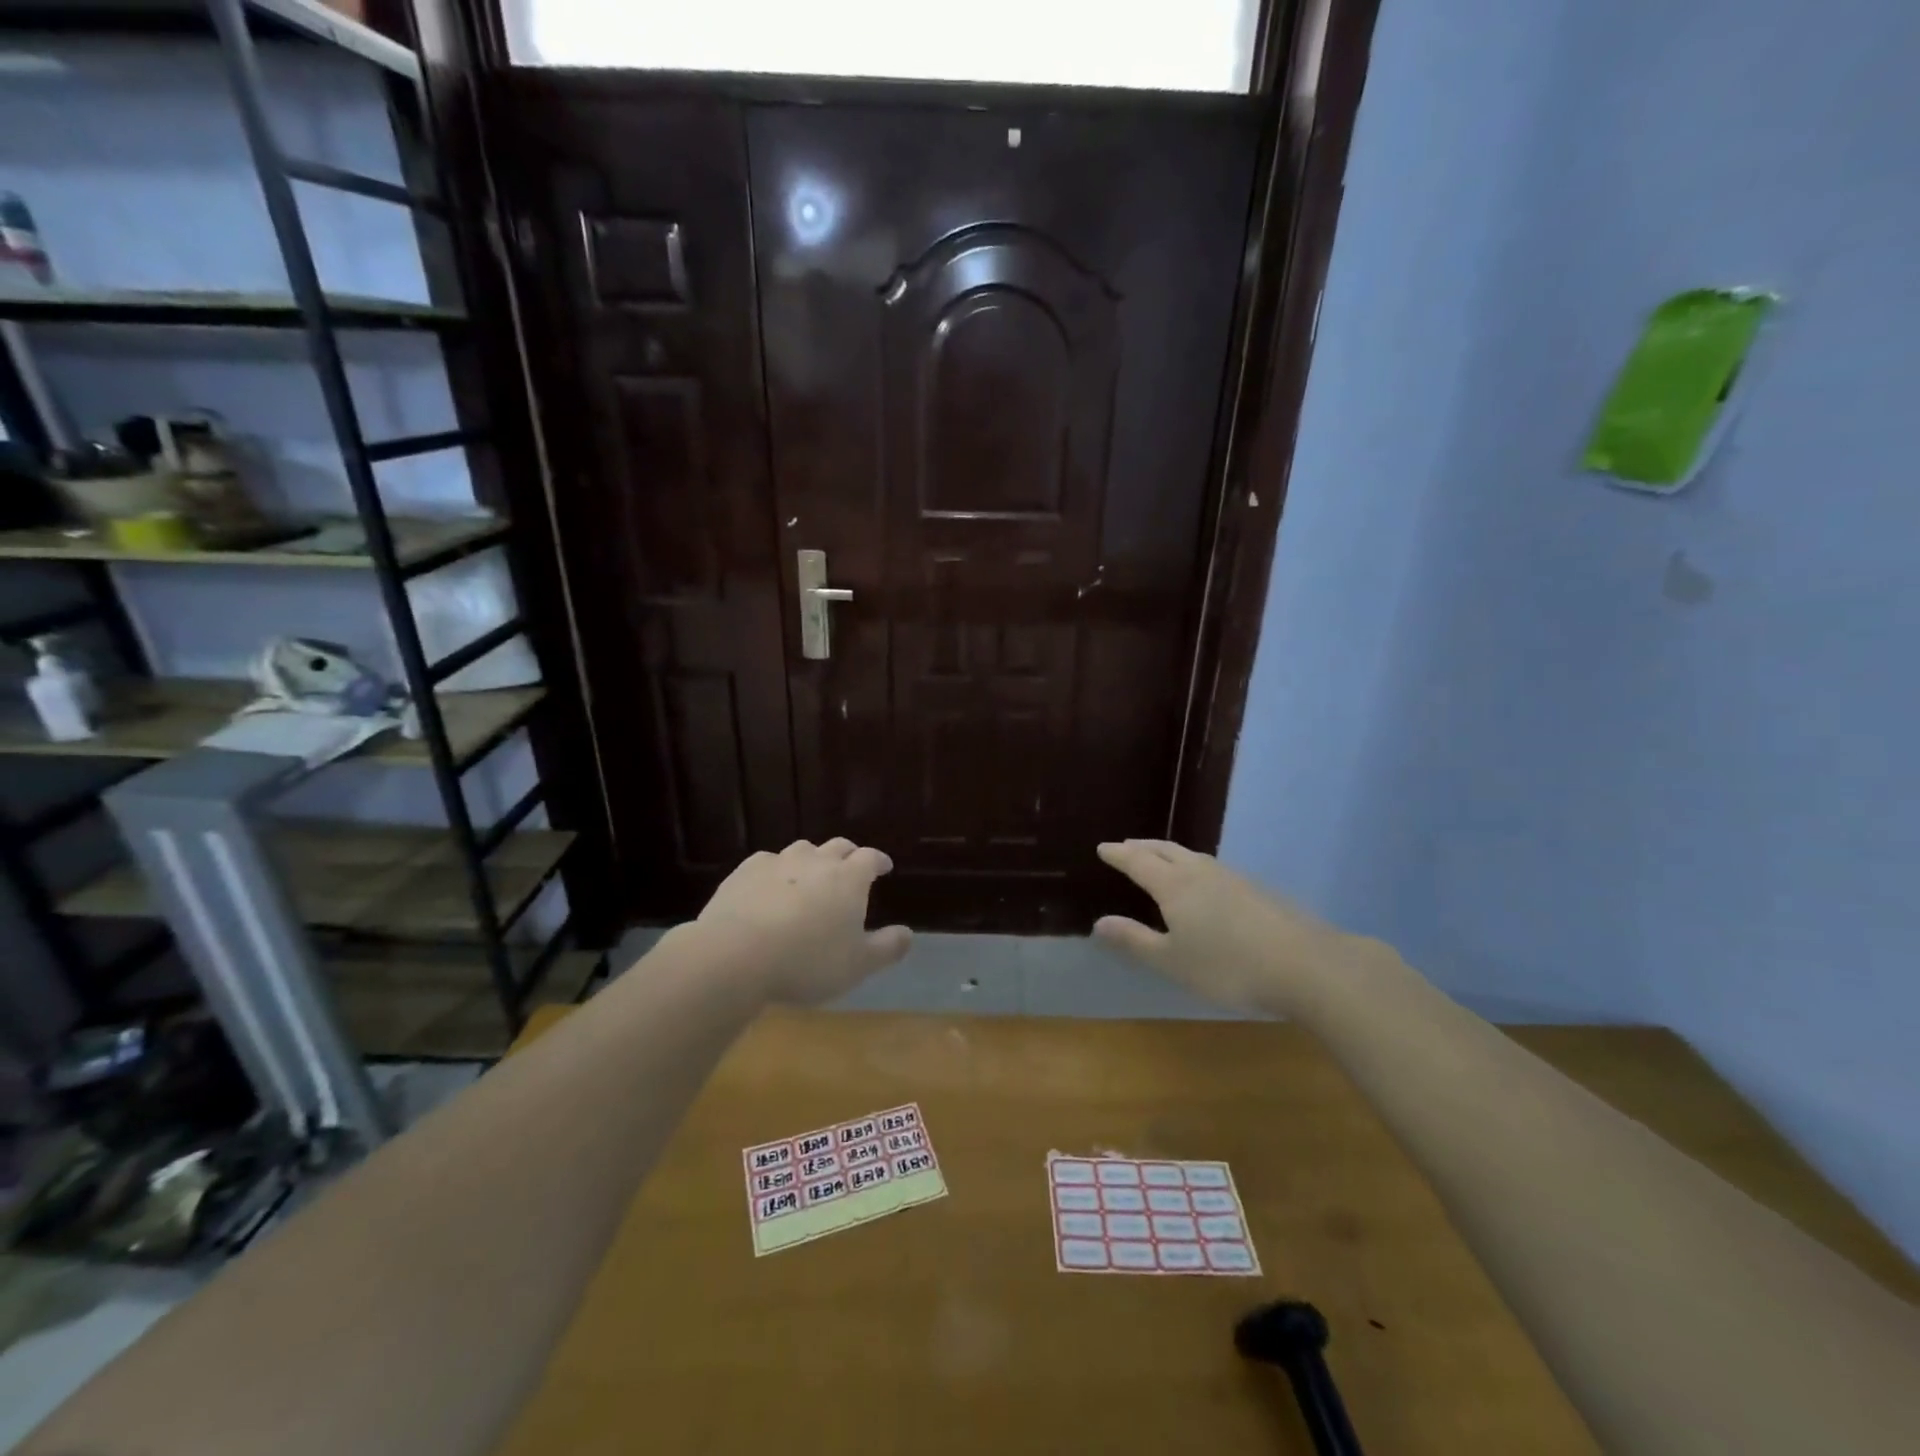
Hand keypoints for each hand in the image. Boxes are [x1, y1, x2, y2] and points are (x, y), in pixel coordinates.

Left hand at [690, 838, 911, 1005]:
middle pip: (837, 846)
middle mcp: (816, 861)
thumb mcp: (857, 965)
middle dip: (848, 854)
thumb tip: (909, 933)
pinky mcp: (745, 872)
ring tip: (809, 876)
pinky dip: (775, 871)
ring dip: (811, 859)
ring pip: (801, 850)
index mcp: (848, 878)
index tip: (884, 867)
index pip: (870, 858)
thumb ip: (887, 948)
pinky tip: (769, 886)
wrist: (737, 954)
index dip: (879, 861)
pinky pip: (767, 863)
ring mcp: (778, 863)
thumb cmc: (808, 961)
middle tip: (850, 866)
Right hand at [1093, 840, 1353, 1015]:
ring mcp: (1232, 878)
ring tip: (1160, 857)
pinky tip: (1203, 881)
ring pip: (1192, 856)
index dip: (1119, 854)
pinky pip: (1212, 867)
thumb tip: (1099, 923)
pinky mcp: (1256, 890)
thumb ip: (1134, 940)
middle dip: (1142, 847)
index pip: (1138, 862)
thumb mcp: (1172, 961)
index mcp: (1174, 886)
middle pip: (1165, 850)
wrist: (1305, 966)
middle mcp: (1200, 872)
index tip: (1103, 847)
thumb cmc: (1228, 967)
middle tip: (1126, 846)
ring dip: (1169, 852)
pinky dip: (1193, 865)